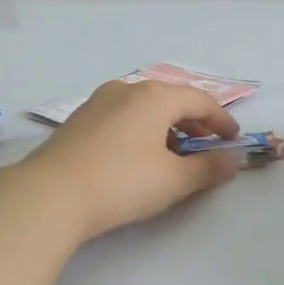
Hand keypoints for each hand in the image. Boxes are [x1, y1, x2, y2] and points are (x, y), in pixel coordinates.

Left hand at [23, 80, 241, 240]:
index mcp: (154, 96)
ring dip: (165, 128)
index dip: (221, 119)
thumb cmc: (122, 182)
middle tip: (207, 146)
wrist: (50, 194)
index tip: (233, 140)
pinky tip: (138, 158)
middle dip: (193, 122)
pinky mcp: (77, 122)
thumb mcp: (173, 180)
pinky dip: (140, 131)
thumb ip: (207, 169)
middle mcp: (125, 90)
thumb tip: (231, 161)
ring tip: (173, 155)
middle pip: (170, 100)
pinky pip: (121, 118)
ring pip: (143, 108)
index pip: (199, 100)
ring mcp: (97, 103)